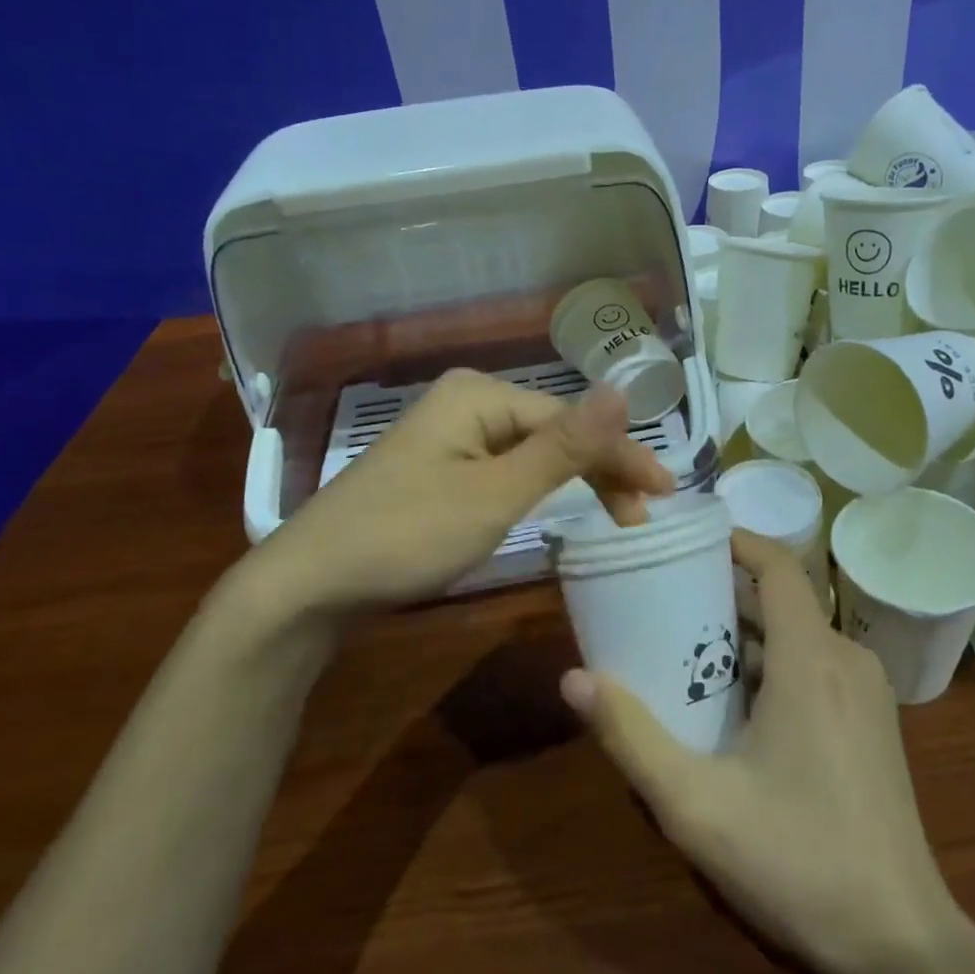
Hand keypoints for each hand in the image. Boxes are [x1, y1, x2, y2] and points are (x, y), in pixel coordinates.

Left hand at [233, 370, 674, 615]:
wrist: (308, 586)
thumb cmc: (407, 536)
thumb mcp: (496, 495)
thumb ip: (564, 446)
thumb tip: (624, 387)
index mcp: (480, 394)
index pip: (572, 421)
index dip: (622, 456)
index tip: (666, 494)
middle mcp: (466, 403)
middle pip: (553, 433)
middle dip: (600, 470)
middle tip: (640, 516)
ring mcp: (448, 437)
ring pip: (531, 454)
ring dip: (573, 481)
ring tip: (613, 516)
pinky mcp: (437, 469)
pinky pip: (503, 470)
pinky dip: (536, 491)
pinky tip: (557, 506)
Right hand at [560, 530, 968, 973]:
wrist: (902, 945)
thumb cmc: (797, 862)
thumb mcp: (695, 805)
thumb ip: (631, 737)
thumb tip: (574, 678)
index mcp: (811, 659)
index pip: (779, 565)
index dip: (736, 541)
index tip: (688, 541)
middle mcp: (846, 660)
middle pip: (782, 600)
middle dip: (723, 595)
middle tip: (665, 603)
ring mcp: (868, 693)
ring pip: (798, 637)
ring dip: (745, 636)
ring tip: (686, 651)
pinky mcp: (873, 724)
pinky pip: (816, 667)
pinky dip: (773, 666)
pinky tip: (735, 708)